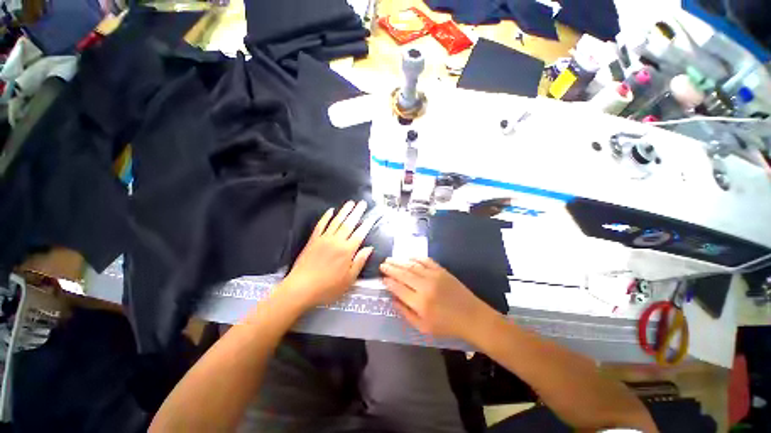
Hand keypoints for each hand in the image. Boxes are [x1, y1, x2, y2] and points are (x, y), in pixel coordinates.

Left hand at [280, 201, 375, 309]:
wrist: (301, 288)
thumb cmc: (328, 287)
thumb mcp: (349, 279)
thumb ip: (360, 261)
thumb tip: (369, 248)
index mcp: (347, 251)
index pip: (360, 234)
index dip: (366, 225)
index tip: (371, 217)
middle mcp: (337, 241)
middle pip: (349, 224)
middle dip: (357, 213)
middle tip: (362, 203)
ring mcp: (324, 239)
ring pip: (336, 221)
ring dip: (344, 211)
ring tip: (350, 203)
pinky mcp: (313, 240)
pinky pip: (321, 225)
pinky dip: (326, 217)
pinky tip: (330, 211)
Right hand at [380, 257, 495, 341]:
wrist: (471, 317)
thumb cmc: (446, 325)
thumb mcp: (423, 327)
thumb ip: (406, 313)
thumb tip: (393, 300)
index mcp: (420, 302)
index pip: (399, 288)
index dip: (389, 282)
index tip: (382, 278)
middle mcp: (425, 286)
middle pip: (403, 274)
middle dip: (391, 268)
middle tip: (382, 264)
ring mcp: (434, 276)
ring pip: (412, 265)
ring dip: (400, 261)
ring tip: (390, 259)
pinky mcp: (442, 271)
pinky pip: (426, 261)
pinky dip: (416, 257)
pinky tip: (409, 257)